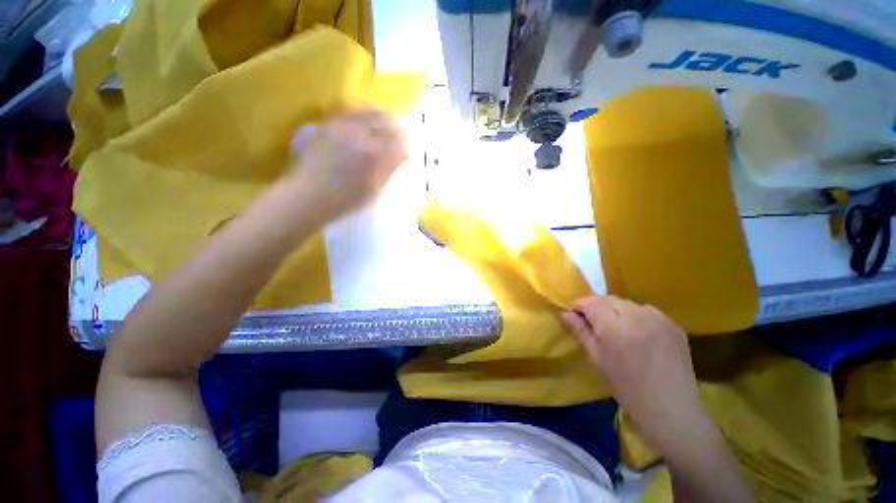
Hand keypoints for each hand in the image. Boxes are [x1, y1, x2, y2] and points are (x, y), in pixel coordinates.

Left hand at [287, 108, 407, 223]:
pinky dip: (363, 116)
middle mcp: (359, 134)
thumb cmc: (345, 200)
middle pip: (385, 119)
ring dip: (381, 118)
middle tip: (400, 136)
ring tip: (385, 128)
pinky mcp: (327, 125)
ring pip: (368, 111)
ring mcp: (341, 126)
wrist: (307, 196)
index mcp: (374, 154)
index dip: (406, 145)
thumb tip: (401, 156)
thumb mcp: (374, 190)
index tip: (407, 152)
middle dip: (396, 127)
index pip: (398, 141)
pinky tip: (364, 126)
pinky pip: (350, 113)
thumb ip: (389, 170)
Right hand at [561, 295, 714, 458]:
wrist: (670, 408)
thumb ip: (580, 331)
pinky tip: (637, 332)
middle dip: (596, 306)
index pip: (591, 302)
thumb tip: (565, 312)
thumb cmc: (626, 387)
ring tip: (616, 327)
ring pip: (627, 303)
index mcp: (615, 328)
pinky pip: (646, 310)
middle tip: (593, 322)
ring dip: (616, 310)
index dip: (578, 305)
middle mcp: (638, 317)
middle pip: (608, 299)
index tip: (573, 314)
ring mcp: (659, 319)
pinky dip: (636, 315)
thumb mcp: (596, 359)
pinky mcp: (673, 324)